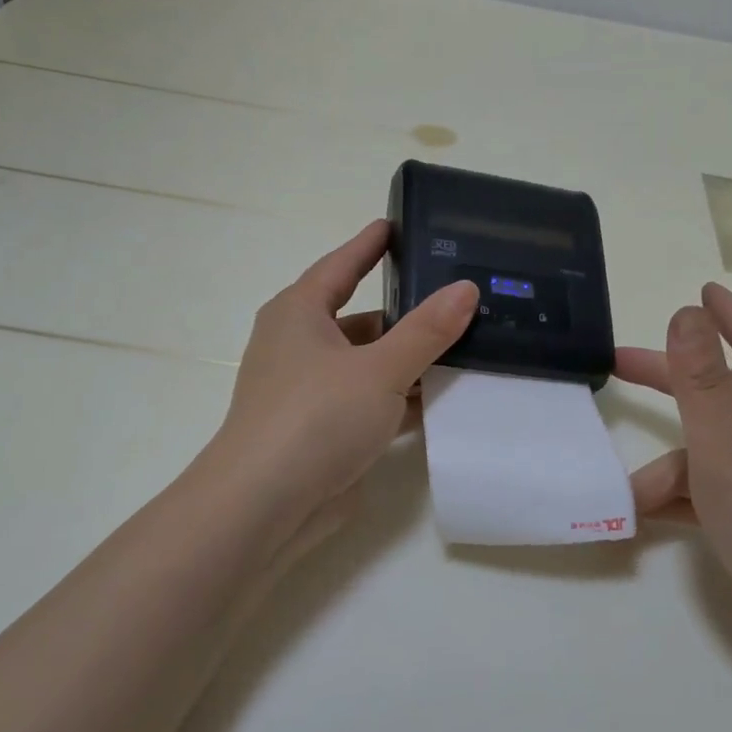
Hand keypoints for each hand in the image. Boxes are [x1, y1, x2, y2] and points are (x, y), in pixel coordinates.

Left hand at [202, 220, 477, 558]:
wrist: (265, 507)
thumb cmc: (315, 418)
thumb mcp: (380, 368)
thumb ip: (427, 330)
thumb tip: (466, 288)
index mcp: (299, 314)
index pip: (341, 266)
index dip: (369, 244)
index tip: (396, 224)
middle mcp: (301, 346)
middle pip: (361, 319)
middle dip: (406, 313)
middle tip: (456, 296)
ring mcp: (311, 392)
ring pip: (369, 365)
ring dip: (409, 361)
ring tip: (465, 347)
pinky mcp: (324, 431)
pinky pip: (371, 403)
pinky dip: (401, 400)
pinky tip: (443, 399)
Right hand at [616, 283, 731, 671]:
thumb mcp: (727, 448)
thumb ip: (701, 380)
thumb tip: (687, 311)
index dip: (727, 314)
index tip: (701, 290)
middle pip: (721, 390)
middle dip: (670, 380)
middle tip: (617, 366)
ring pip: (710, 451)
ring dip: (669, 467)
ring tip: (631, 500)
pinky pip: (715, 491)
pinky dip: (684, 498)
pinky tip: (650, 519)